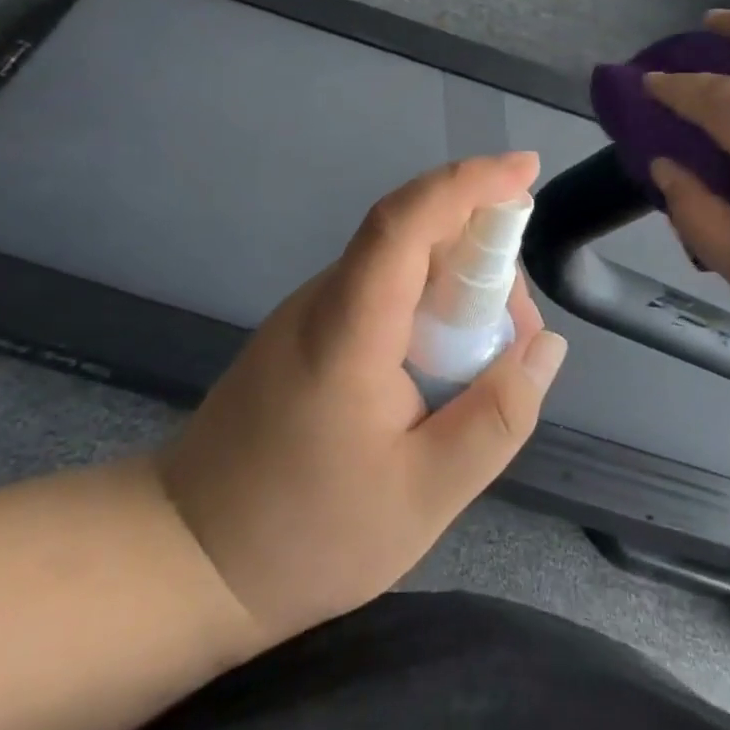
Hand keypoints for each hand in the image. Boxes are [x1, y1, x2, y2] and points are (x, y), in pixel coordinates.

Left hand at [156, 154, 568, 647]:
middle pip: (416, 235)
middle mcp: (327, 299)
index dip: (469, 183)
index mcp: (349, 328)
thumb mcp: (424, 496)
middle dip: (485, 254)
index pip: (407, 221)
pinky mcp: (310, 331)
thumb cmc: (304, 534)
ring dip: (461, 286)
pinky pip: (386, 291)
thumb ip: (496, 419)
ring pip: (405, 264)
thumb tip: (545, 346)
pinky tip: (447, 366)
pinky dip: (432, 307)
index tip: (526, 170)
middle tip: (519, 331)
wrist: (185, 559)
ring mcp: (313, 312)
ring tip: (491, 360)